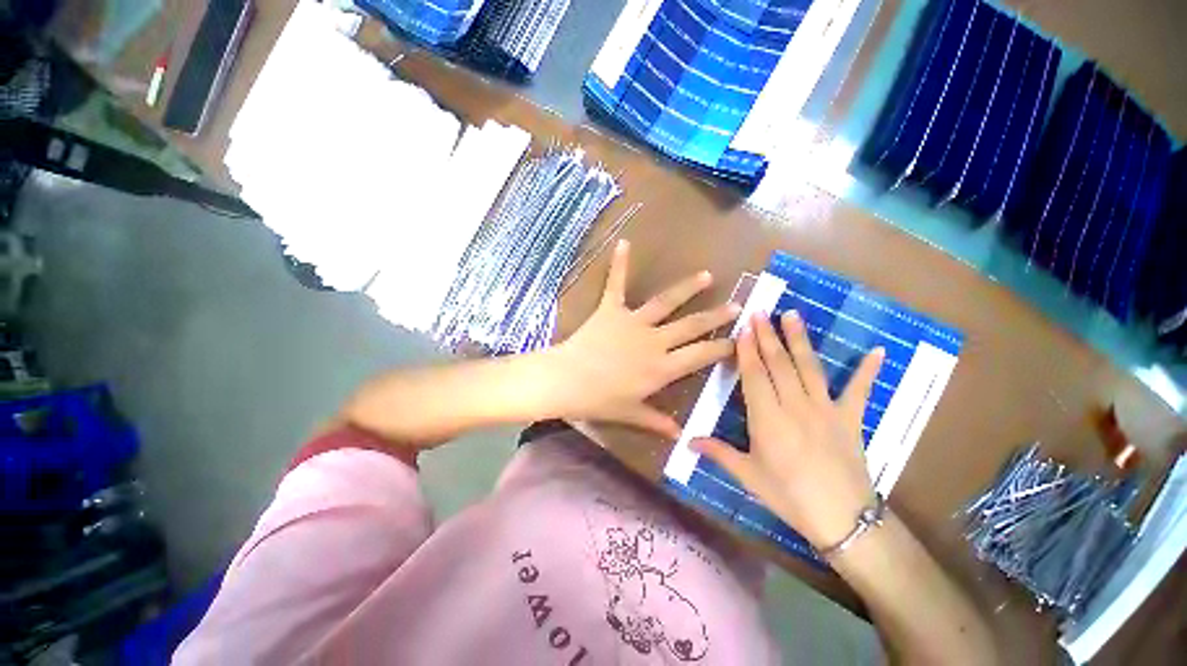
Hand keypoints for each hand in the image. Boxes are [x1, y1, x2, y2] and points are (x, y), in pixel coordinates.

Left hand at [547, 240, 739, 437]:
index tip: (739, 341)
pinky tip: (625, 242)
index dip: (722, 348)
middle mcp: (655, 341)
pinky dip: (619, 264)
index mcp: (662, 368)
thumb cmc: (599, 401)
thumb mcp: (630, 414)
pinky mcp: (611, 310)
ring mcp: (633, 322)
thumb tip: (679, 436)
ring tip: (706, 275)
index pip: (701, 356)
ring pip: (665, 302)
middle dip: (716, 316)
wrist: (566, 381)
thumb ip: (656, 422)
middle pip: (692, 326)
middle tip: (737, 305)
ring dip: (687, 288)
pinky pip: (616, 284)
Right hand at [692, 311, 884, 549]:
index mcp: (767, 419)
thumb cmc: (789, 497)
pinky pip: (859, 390)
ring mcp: (825, 410)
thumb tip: (687, 441)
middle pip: (779, 365)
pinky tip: (877, 350)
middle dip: (768, 336)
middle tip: (761, 311)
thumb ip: (718, 452)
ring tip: (793, 315)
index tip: (745, 327)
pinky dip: (867, 371)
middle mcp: (795, 406)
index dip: (749, 350)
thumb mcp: (748, 476)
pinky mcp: (850, 418)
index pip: (755, 376)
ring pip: (809, 368)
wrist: (843, 521)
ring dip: (799, 340)